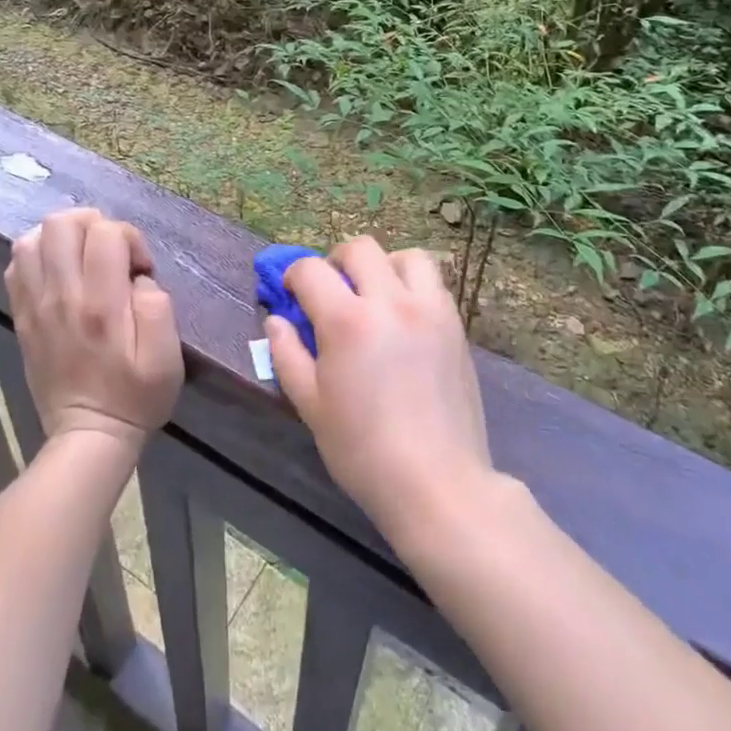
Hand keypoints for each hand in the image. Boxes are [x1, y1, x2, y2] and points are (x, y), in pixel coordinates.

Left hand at [6, 209, 183, 452]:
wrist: (88, 436)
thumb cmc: (136, 396)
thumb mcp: (166, 356)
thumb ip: (158, 305)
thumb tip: (138, 278)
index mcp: (102, 305)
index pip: (106, 233)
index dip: (131, 238)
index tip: (141, 269)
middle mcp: (62, 297)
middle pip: (62, 223)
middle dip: (94, 224)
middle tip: (111, 252)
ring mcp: (35, 306)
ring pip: (32, 238)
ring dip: (62, 236)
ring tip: (84, 256)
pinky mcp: (22, 317)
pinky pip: (16, 266)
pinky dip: (38, 255)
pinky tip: (59, 271)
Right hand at [265, 237, 493, 548]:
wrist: (437, 482)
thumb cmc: (363, 451)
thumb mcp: (311, 406)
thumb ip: (287, 355)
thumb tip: (276, 319)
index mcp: (347, 321)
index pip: (311, 270)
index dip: (293, 275)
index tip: (292, 293)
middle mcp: (390, 302)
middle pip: (360, 248)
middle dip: (336, 262)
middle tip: (332, 292)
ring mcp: (429, 309)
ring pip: (405, 255)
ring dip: (383, 266)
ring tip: (375, 296)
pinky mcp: (454, 324)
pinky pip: (434, 282)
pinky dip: (413, 284)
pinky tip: (404, 317)